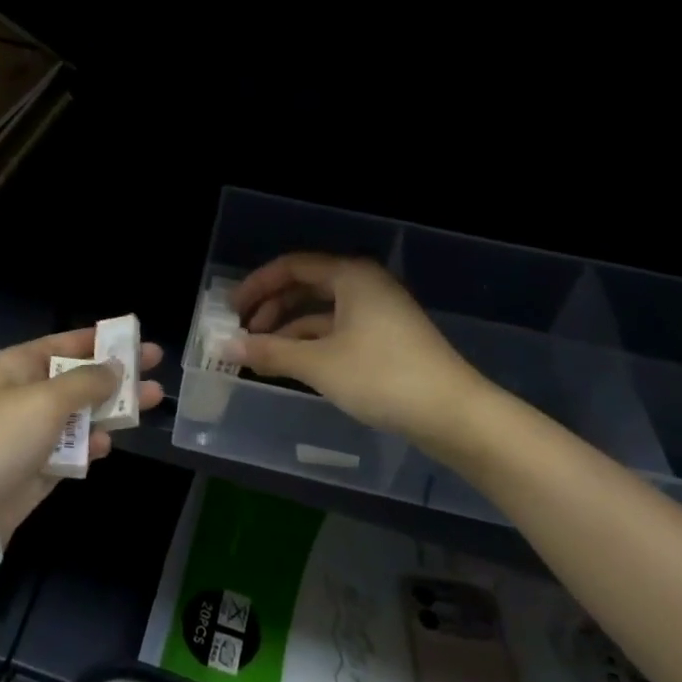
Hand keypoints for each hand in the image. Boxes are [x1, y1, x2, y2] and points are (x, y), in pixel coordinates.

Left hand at [0, 328, 164, 545]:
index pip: (67, 343)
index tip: (138, 339)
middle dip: (117, 375)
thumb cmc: (0, 437)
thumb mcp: (46, 400)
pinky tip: (105, 445)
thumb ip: (87, 382)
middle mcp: (25, 394)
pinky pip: (70, 450)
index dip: (103, 340)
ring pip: (79, 415)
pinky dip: (88, 446)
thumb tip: (115, 367)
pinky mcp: (35, 469)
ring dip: (110, 411)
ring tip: (150, 404)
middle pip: (79, 379)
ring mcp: (30, 434)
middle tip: (157, 371)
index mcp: (20, 366)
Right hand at [228, 253, 481, 445]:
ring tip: (261, 353)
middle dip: (271, 308)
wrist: (455, 415)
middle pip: (307, 286)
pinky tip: (294, 364)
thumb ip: (270, 352)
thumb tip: (226, 347)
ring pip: (322, 312)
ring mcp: (379, 313)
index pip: (292, 266)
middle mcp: (365, 285)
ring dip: (289, 329)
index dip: (258, 285)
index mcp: (351, 275)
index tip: (231, 310)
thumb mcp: (319, 364)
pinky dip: (312, 343)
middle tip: (243, 333)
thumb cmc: (383, 377)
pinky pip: (338, 330)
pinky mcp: (387, 340)